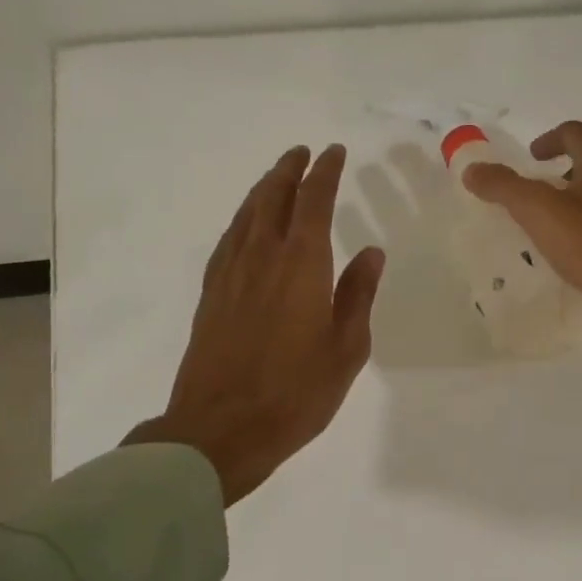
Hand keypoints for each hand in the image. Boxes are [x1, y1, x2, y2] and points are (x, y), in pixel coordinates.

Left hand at [124, 144, 384, 504]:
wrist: (221, 428)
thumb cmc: (296, 392)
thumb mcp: (346, 348)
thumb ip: (358, 295)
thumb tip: (371, 252)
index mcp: (301, 265)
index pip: (313, 201)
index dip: (324, 172)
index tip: (333, 152)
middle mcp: (262, 257)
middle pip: (272, 197)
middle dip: (289, 170)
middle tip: (302, 153)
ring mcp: (230, 274)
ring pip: (245, 215)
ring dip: (263, 190)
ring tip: (276, 179)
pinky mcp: (210, 295)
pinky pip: (228, 240)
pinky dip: (241, 220)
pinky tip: (245, 227)